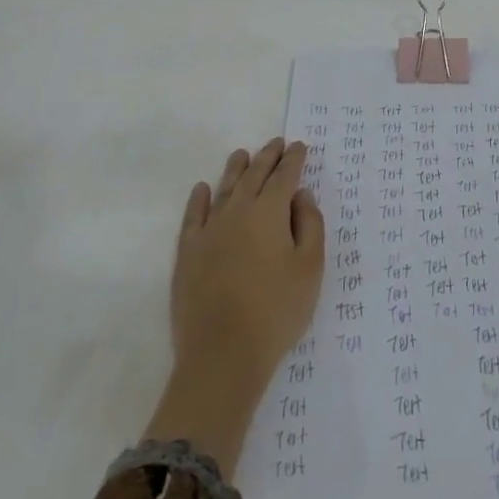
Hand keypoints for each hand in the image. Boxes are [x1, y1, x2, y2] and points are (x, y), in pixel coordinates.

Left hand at [143, 139, 324, 473]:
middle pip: (254, 175)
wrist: (222, 355)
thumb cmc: (276, 311)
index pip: (284, 175)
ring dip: (236, 168)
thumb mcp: (310, 268)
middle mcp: (238, 210)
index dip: (293, 159)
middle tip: (276, 143)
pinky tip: (202, 189)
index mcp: (270, 211)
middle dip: (267, 156)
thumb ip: (310, 224)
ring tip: (242, 154)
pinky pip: (193, 215)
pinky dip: (199, 198)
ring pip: (224, 188)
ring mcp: (209, 230)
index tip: (299, 147)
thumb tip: (300, 194)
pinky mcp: (188, 252)